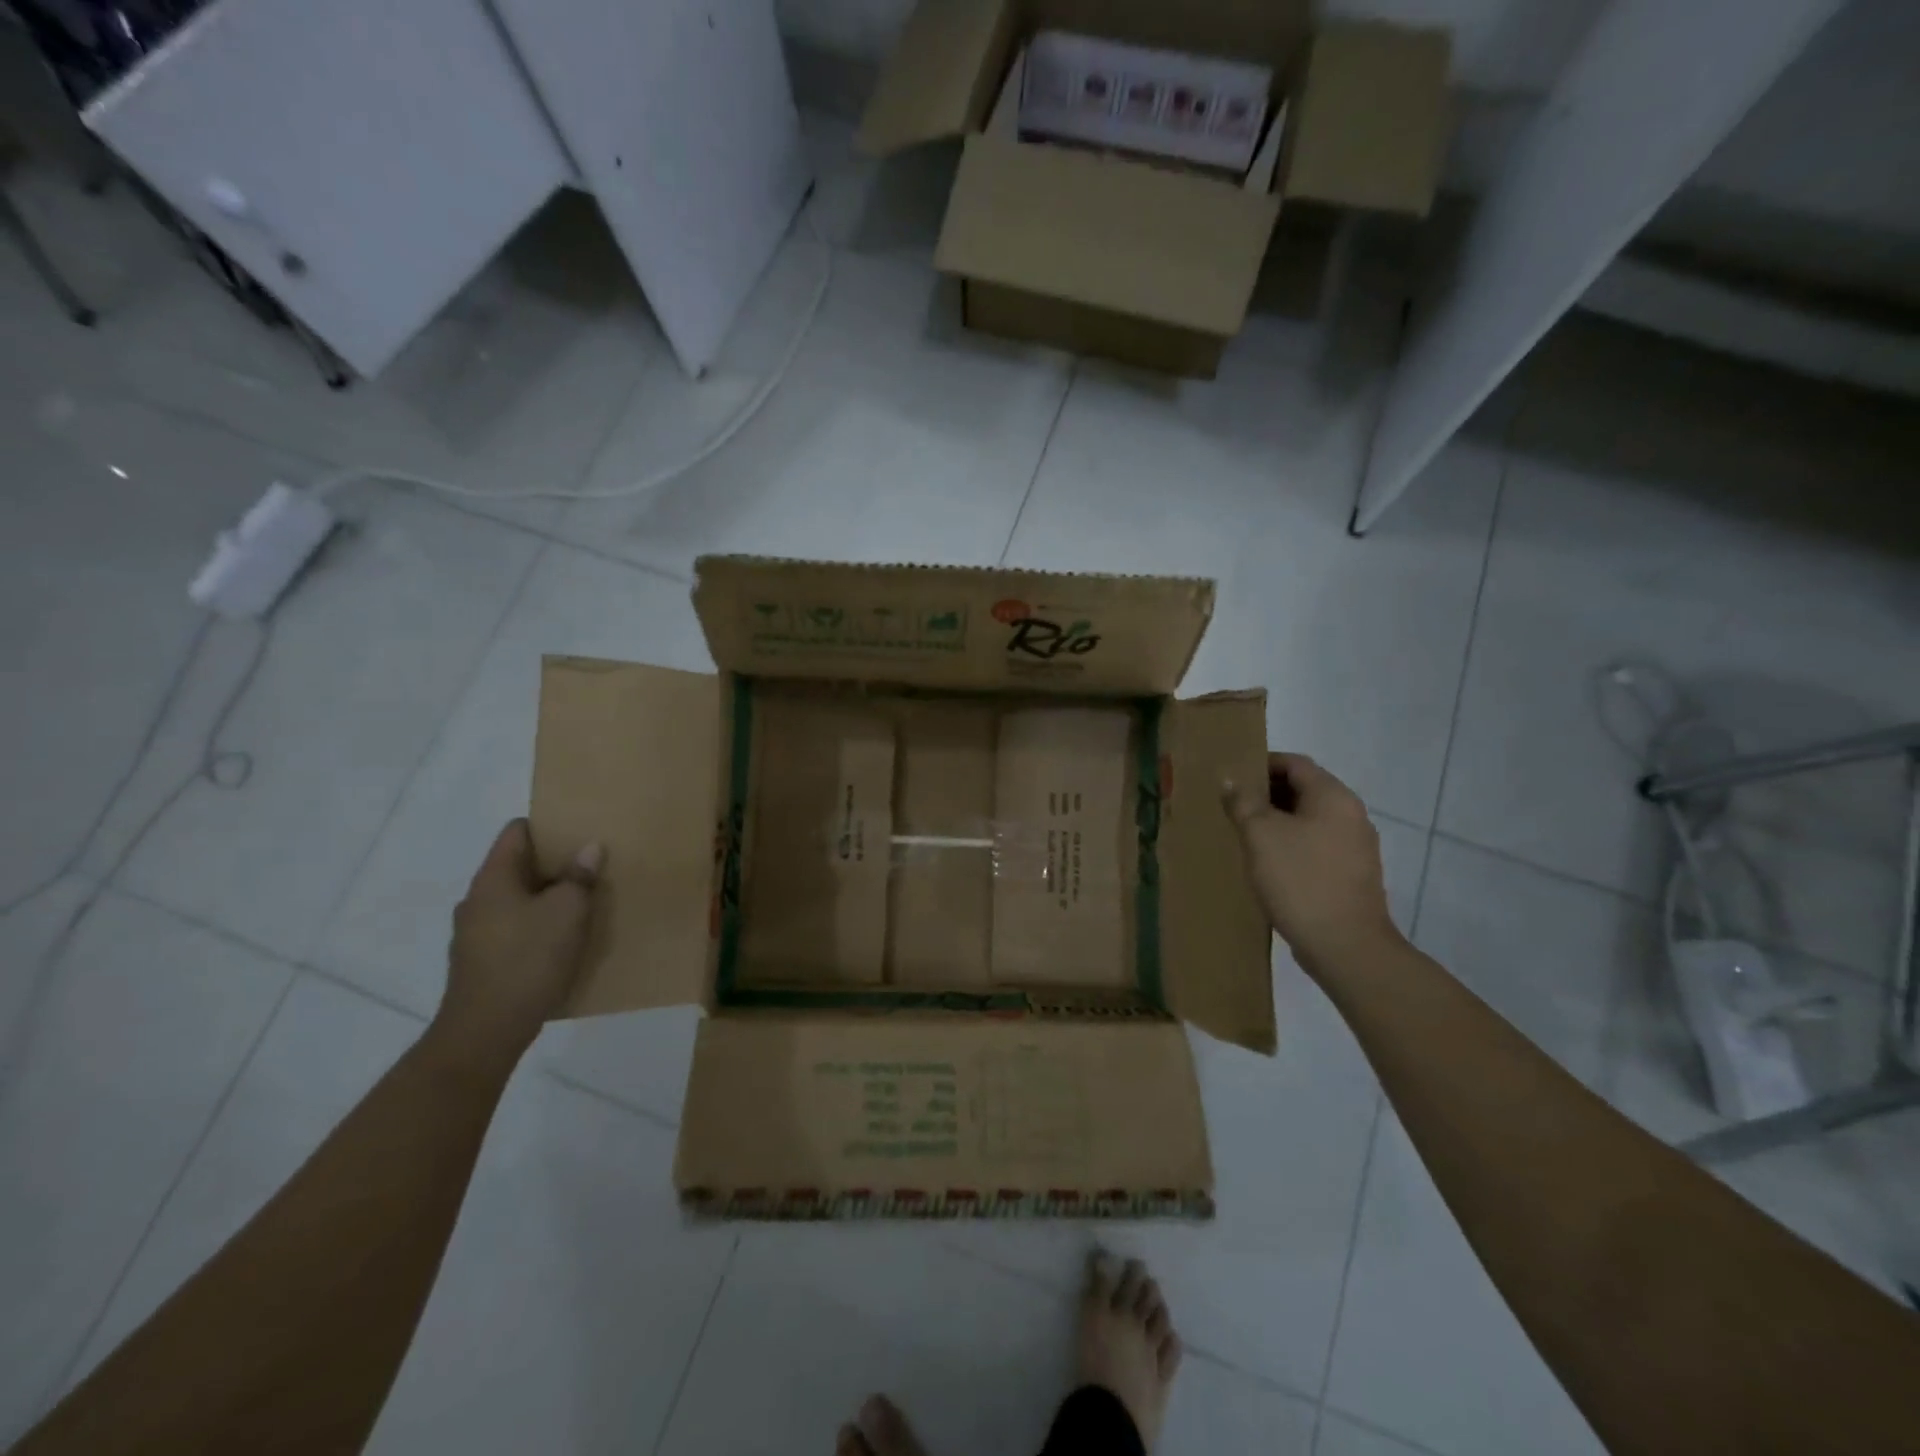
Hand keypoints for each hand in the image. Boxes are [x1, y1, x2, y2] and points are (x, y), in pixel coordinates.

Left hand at [432, 819, 602, 1061]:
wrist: (486, 1031)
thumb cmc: (528, 960)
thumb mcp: (568, 912)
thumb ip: (579, 877)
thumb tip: (589, 848)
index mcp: (494, 879)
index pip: (516, 832)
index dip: (548, 826)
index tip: (580, 830)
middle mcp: (477, 900)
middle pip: (517, 866)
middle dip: (554, 864)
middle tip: (591, 866)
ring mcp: (475, 933)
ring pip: (517, 899)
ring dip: (547, 897)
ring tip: (583, 903)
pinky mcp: (481, 961)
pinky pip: (513, 928)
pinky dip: (537, 925)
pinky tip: (562, 940)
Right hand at [1222, 754, 1400, 975]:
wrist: (1345, 945)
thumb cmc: (1299, 879)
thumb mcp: (1260, 835)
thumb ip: (1243, 802)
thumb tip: (1231, 780)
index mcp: (1333, 797)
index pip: (1295, 763)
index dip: (1262, 764)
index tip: (1232, 777)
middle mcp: (1351, 815)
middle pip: (1305, 790)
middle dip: (1267, 794)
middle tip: (1232, 806)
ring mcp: (1356, 847)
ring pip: (1310, 820)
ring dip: (1278, 822)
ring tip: (1245, 835)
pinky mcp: (1352, 875)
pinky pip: (1317, 846)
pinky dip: (1292, 845)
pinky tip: (1269, 864)